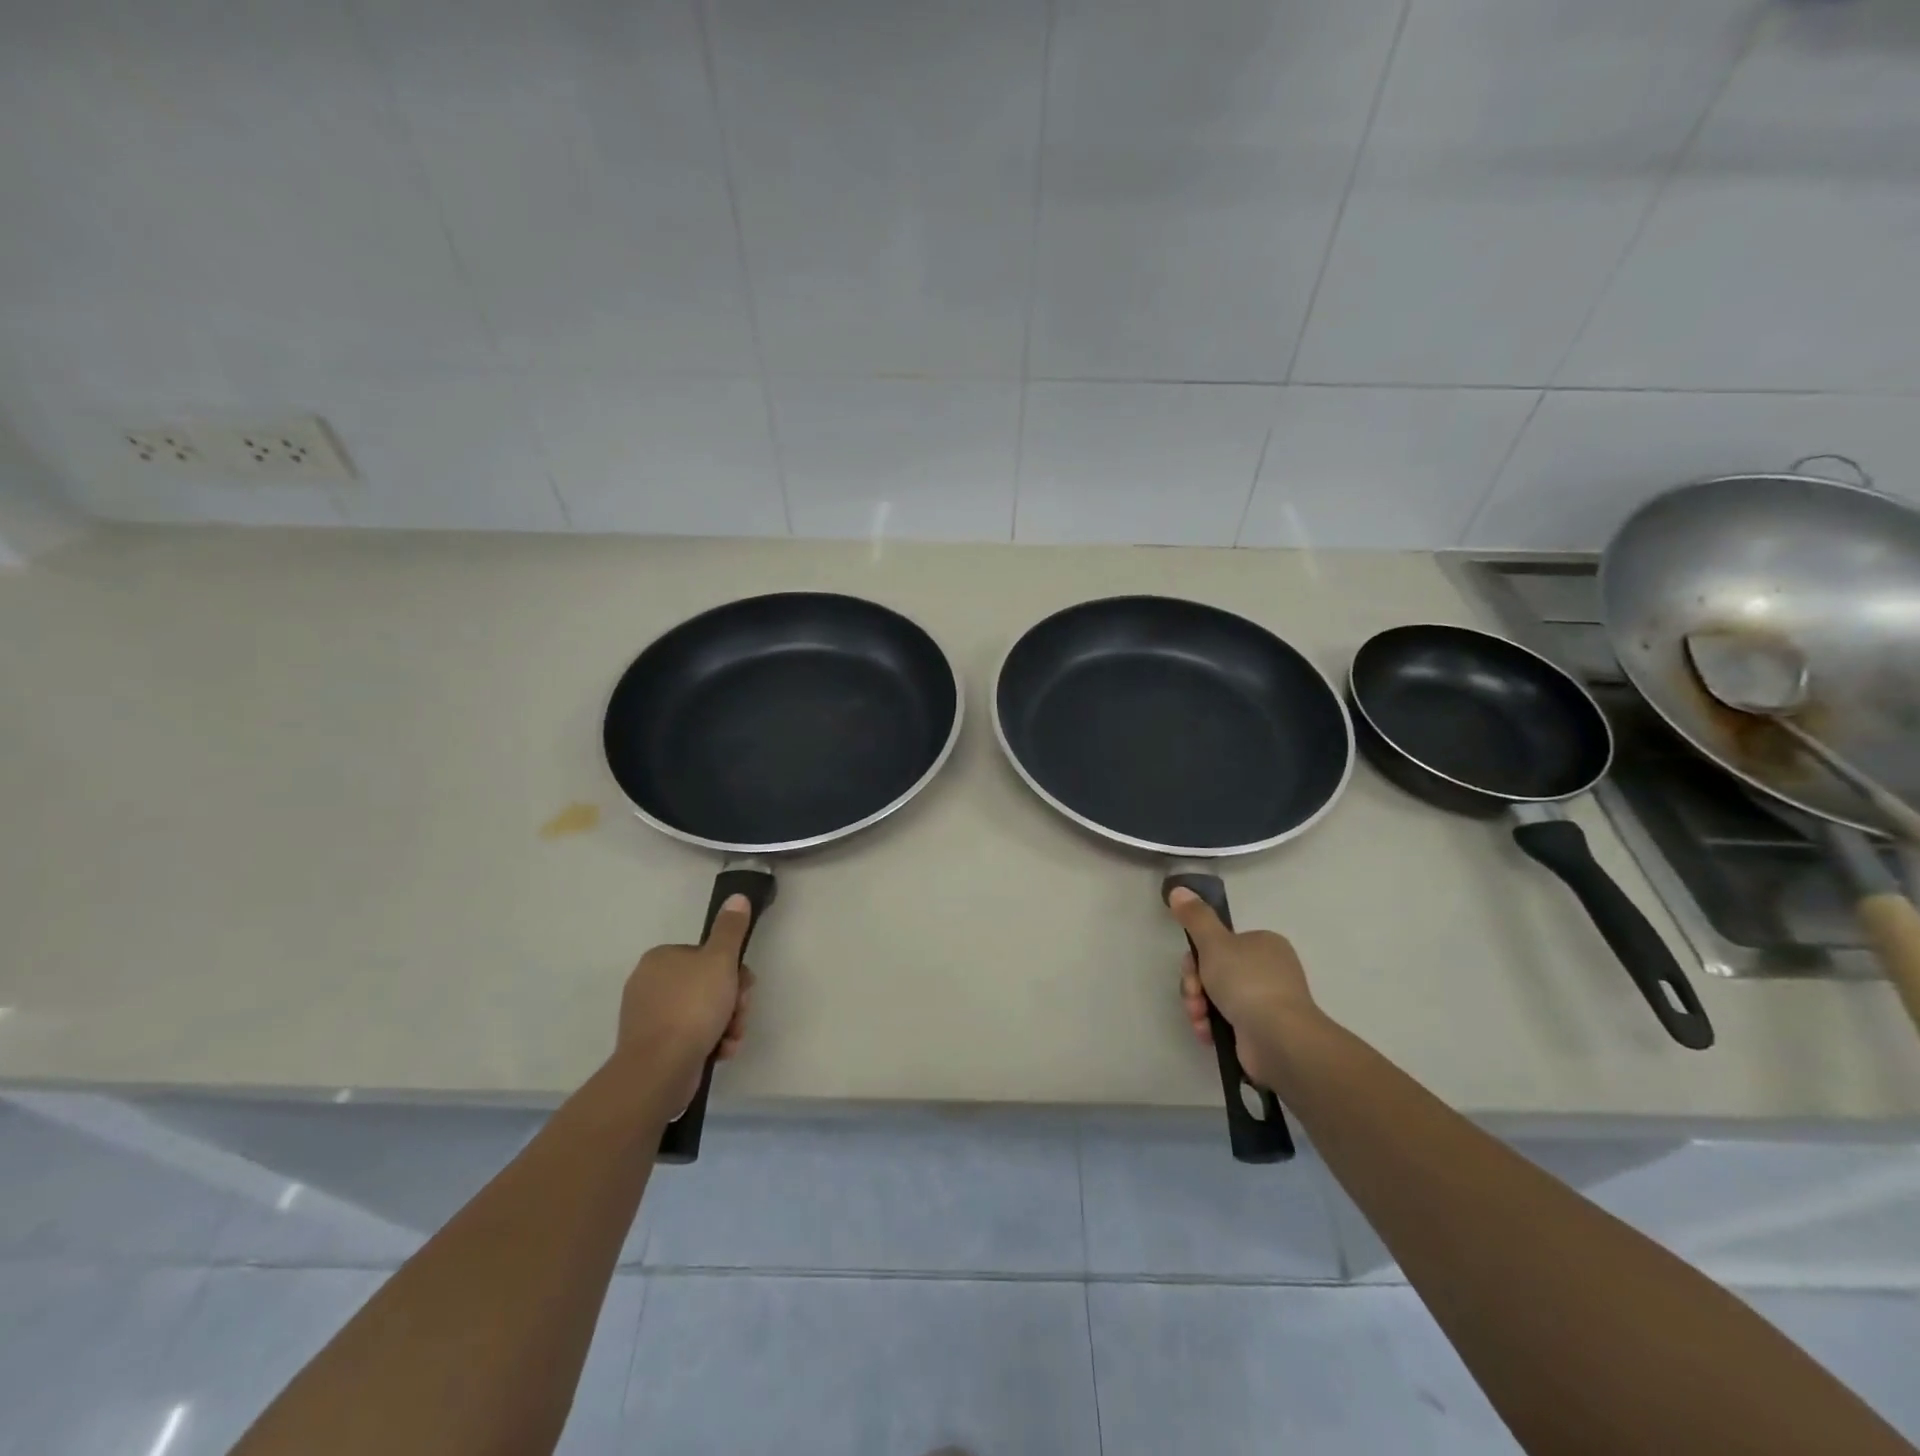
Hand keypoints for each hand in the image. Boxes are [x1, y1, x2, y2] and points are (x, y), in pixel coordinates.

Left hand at [617, 895, 754, 1103]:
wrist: (659, 1069)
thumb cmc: (692, 1007)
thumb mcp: (720, 961)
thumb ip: (730, 929)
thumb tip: (737, 896)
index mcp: (661, 958)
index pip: (708, 957)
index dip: (733, 972)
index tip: (743, 987)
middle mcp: (650, 983)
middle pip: (708, 985)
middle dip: (732, 1002)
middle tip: (739, 1015)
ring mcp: (649, 1017)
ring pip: (703, 1012)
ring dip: (726, 1024)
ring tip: (731, 1039)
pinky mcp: (652, 1047)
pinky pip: (690, 1036)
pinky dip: (710, 1042)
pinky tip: (720, 1052)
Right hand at [1168, 888, 1316, 1088]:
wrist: (1279, 1038)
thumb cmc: (1247, 982)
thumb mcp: (1214, 943)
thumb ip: (1195, 917)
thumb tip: (1178, 889)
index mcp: (1263, 944)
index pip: (1218, 944)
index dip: (1196, 957)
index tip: (1191, 971)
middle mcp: (1267, 969)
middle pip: (1214, 971)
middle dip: (1195, 986)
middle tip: (1194, 996)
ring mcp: (1266, 1001)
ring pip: (1216, 997)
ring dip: (1199, 1007)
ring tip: (1200, 1020)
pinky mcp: (1262, 1030)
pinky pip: (1227, 1021)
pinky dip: (1212, 1026)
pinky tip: (1207, 1033)